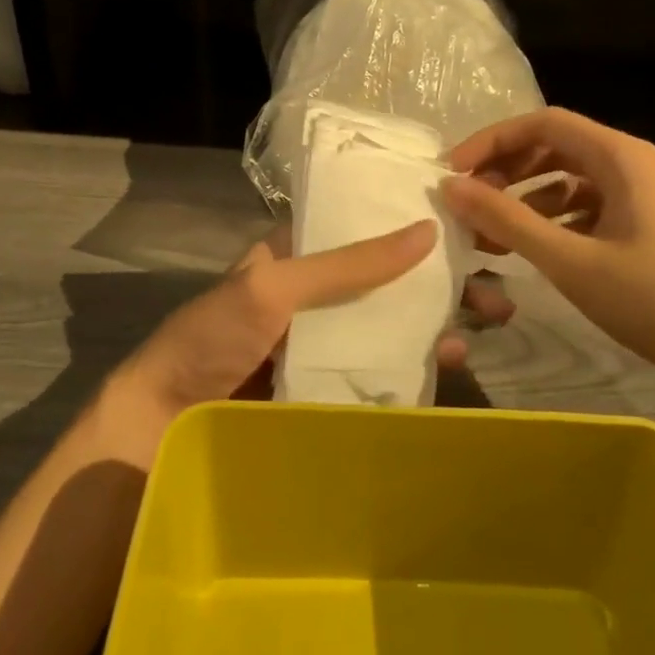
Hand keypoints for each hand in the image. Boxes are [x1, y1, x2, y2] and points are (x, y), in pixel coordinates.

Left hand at [102, 221, 512, 461]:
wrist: (159, 431)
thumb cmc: (211, 339)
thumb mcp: (273, 286)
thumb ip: (347, 263)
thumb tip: (425, 230)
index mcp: (294, 258)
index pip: (361, 228)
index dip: (408, 223)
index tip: (463, 224)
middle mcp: (314, 296)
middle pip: (387, 279)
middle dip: (440, 277)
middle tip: (495, 281)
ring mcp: (323, 345)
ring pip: (391, 323)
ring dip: (439, 318)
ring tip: (490, 319)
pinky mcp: (328, 389)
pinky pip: (381, 370)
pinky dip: (418, 363)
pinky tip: (453, 360)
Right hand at [440, 108, 654, 413]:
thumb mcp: (571, 260)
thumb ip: (507, 219)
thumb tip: (452, 186)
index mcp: (623, 156)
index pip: (543, 124)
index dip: (492, 141)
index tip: (454, 172)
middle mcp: (640, 165)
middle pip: (559, 148)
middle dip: (509, 171)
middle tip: (470, 204)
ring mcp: (654, 198)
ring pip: (578, 181)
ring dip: (531, 200)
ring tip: (494, 234)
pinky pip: (598, 208)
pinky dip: (562, 221)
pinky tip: (541, 251)